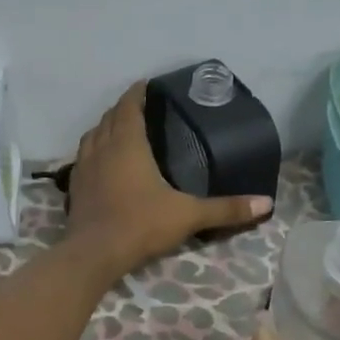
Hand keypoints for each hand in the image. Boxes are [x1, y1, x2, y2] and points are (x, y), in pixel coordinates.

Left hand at [66, 82, 272, 278]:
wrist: (94, 253)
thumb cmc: (141, 224)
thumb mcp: (188, 215)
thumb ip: (226, 209)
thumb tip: (266, 204)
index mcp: (127, 143)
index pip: (129, 106)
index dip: (137, 93)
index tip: (147, 85)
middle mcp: (102, 148)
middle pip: (109, 117)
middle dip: (123, 109)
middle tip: (141, 108)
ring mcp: (84, 168)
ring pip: (92, 136)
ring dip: (105, 128)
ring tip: (120, 131)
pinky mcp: (74, 188)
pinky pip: (83, 158)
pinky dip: (93, 152)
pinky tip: (103, 164)